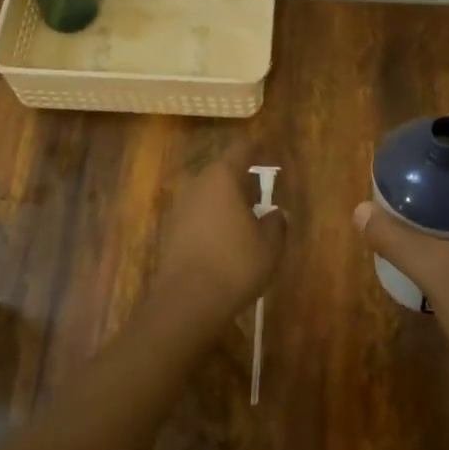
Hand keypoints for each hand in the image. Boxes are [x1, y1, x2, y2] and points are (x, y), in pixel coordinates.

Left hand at [155, 143, 286, 329]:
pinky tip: (226, 240)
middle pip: (222, 171)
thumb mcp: (269, 245)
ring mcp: (181, 207)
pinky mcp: (172, 230)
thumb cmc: (235, 264)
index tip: (270, 154)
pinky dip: (214, 220)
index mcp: (223, 177)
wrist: (187, 300)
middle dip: (242, 179)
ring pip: (209, 194)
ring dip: (227, 201)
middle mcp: (198, 184)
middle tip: (262, 194)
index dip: (257, 149)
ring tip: (247, 220)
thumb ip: (276, 223)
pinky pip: (199, 214)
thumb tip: (277, 213)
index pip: (241, 150)